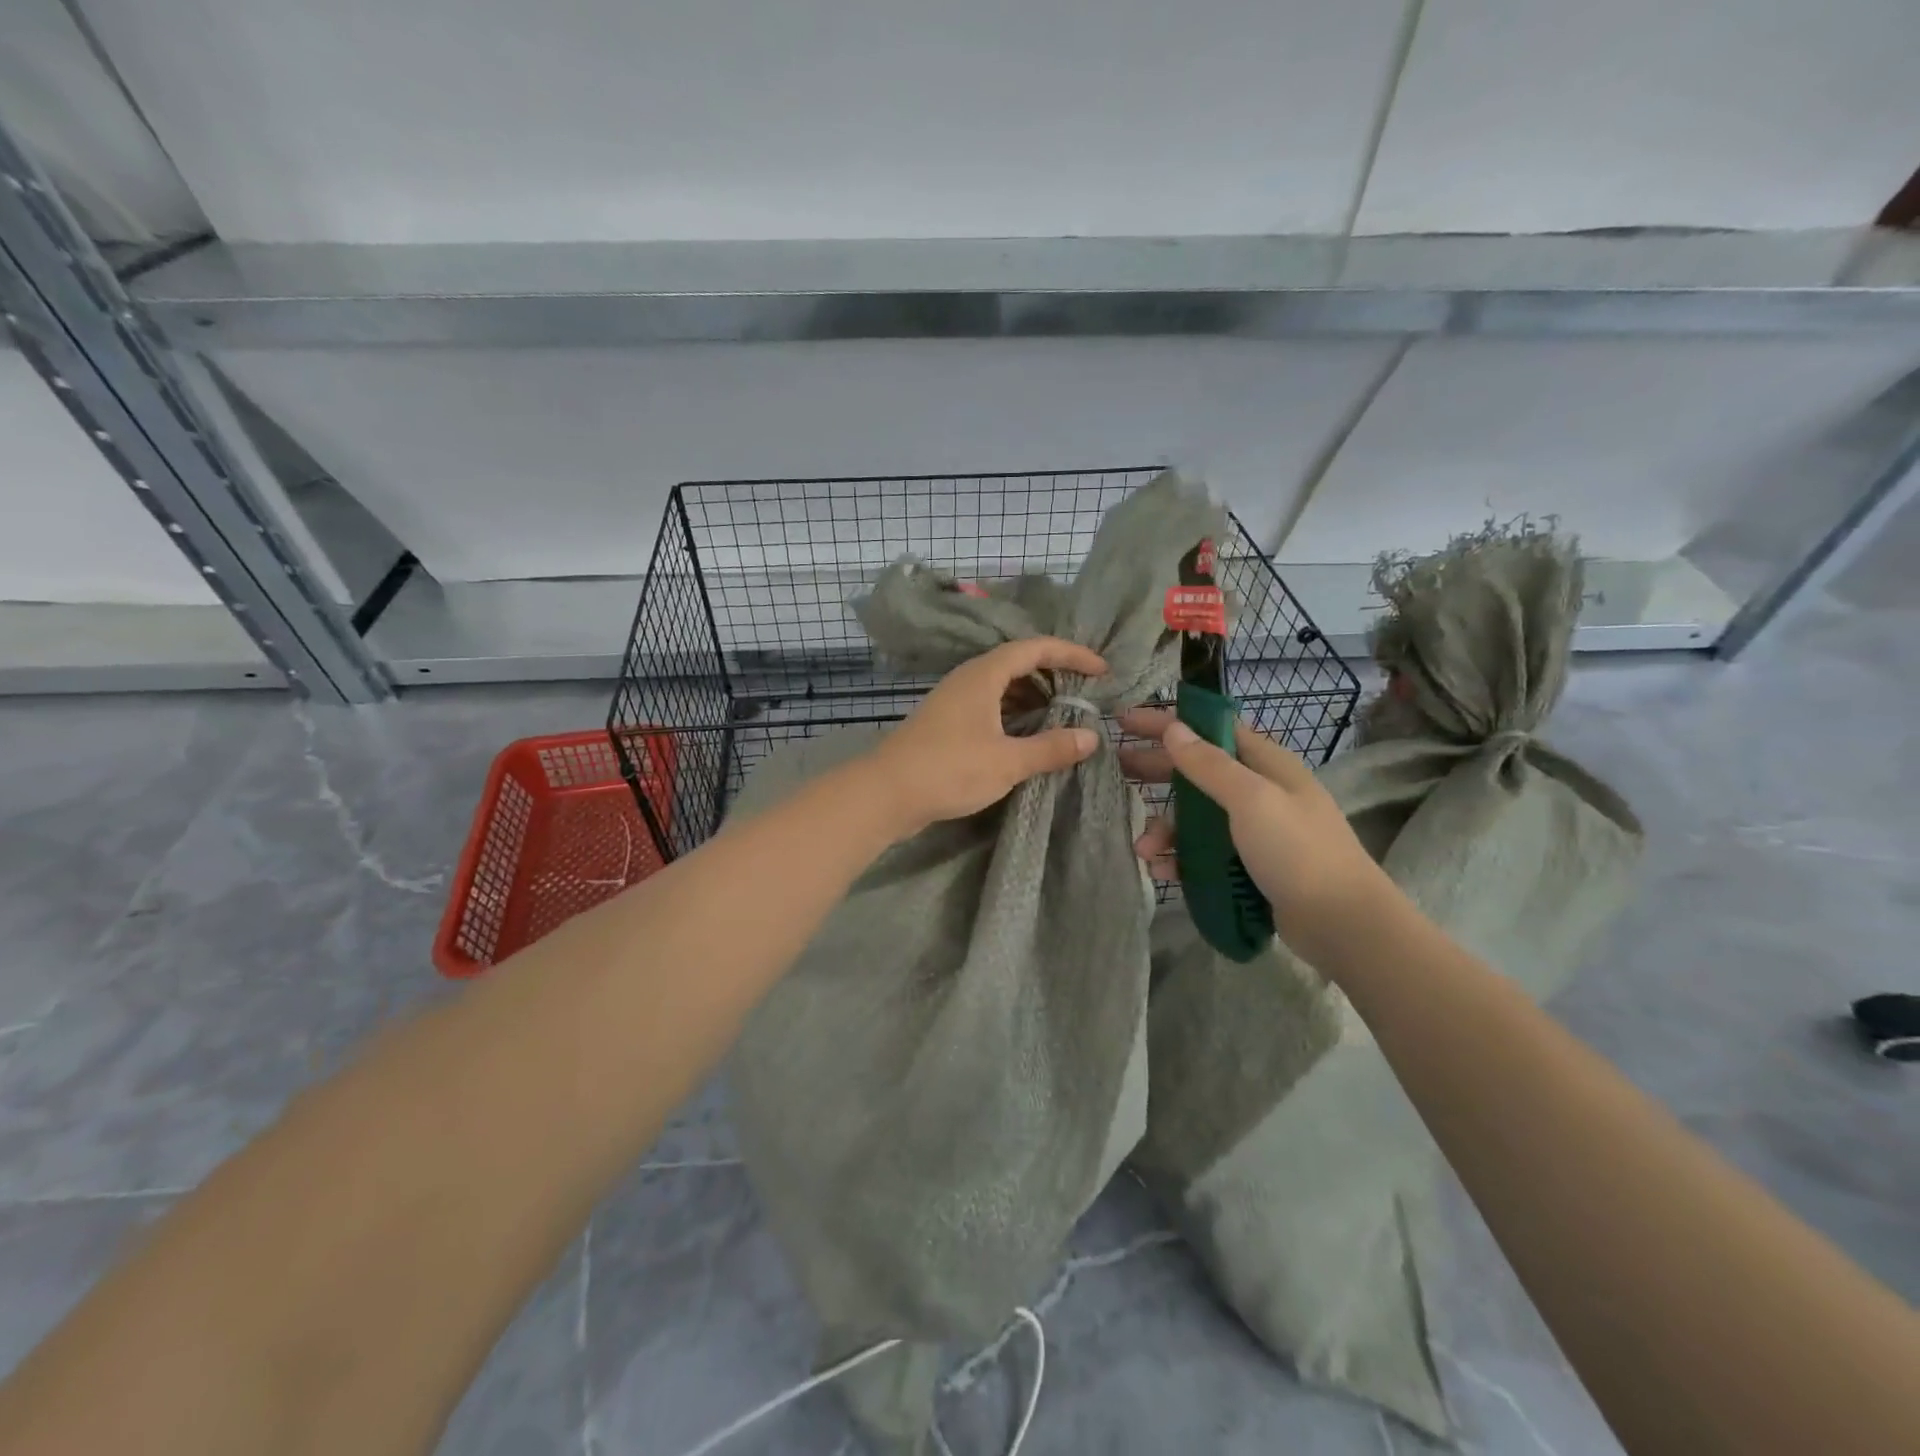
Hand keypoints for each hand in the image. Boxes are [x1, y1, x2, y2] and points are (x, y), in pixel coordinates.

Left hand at [866, 637, 1108, 834]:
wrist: (886, 794)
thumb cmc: (949, 770)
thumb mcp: (1007, 761)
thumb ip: (1050, 748)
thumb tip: (1090, 737)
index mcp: (984, 675)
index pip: (1035, 648)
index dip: (1071, 654)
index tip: (1101, 671)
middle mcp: (968, 679)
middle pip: (1018, 663)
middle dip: (1054, 675)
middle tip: (1084, 695)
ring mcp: (955, 701)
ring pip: (1002, 687)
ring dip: (1033, 696)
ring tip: (1062, 716)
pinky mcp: (947, 724)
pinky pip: (990, 706)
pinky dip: (1014, 714)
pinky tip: (1027, 736)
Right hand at [1117, 707, 1396, 965]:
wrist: (1342, 924)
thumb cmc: (1298, 851)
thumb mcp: (1251, 800)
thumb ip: (1208, 765)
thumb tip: (1173, 728)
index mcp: (1265, 764)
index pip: (1210, 730)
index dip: (1169, 723)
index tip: (1125, 721)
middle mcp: (1258, 790)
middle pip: (1197, 771)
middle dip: (1156, 772)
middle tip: (1116, 773)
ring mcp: (1253, 830)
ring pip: (1195, 817)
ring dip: (1166, 829)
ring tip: (1144, 850)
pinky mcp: (1246, 864)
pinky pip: (1203, 851)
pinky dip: (1180, 857)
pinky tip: (1163, 870)